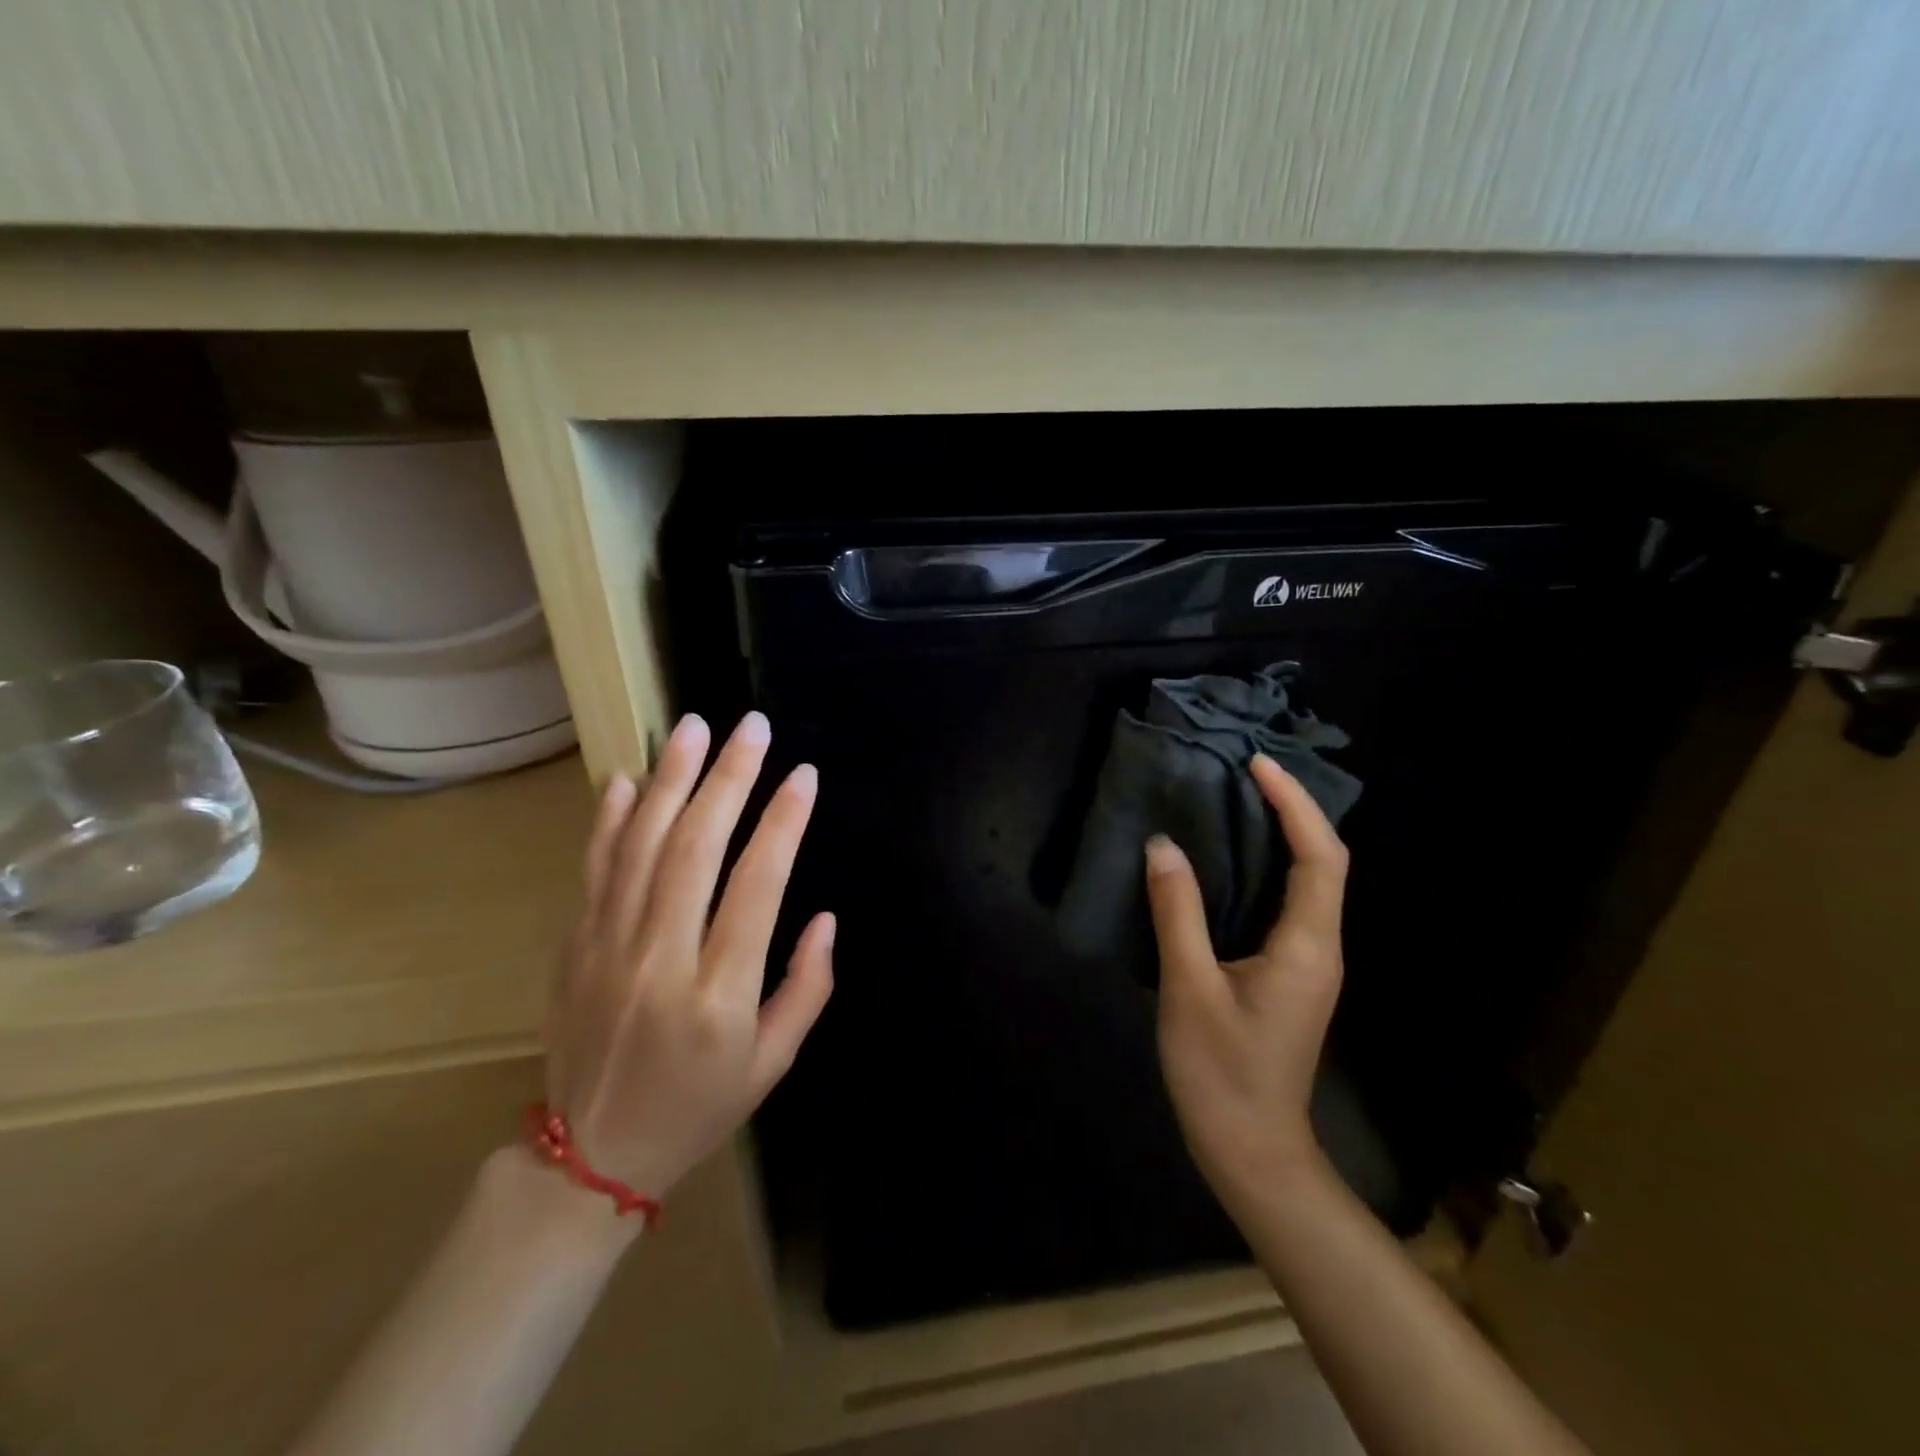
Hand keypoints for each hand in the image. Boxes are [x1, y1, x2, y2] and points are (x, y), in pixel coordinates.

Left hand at [543, 711, 833, 1204]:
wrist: (590, 1158)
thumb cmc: (699, 1107)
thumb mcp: (774, 1064)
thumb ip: (808, 988)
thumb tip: (824, 917)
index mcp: (718, 995)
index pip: (757, 887)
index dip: (783, 824)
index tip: (804, 776)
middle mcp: (661, 960)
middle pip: (695, 849)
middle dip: (729, 779)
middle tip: (752, 728)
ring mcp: (608, 949)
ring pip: (640, 846)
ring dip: (670, 780)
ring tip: (694, 728)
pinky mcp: (574, 947)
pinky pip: (594, 870)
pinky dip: (609, 820)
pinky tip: (625, 778)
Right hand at [1148, 753, 1348, 1215]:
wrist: (1251, 1150)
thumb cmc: (1221, 1072)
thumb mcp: (1190, 989)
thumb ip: (1177, 913)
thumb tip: (1162, 845)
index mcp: (1306, 946)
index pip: (1321, 857)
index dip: (1295, 805)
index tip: (1258, 766)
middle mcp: (1319, 947)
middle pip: (1323, 862)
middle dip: (1292, 809)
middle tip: (1243, 771)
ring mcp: (1307, 962)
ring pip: (1306, 882)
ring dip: (1280, 835)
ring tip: (1234, 800)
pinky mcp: (1288, 973)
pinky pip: (1286, 903)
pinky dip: (1264, 867)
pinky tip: (1226, 860)